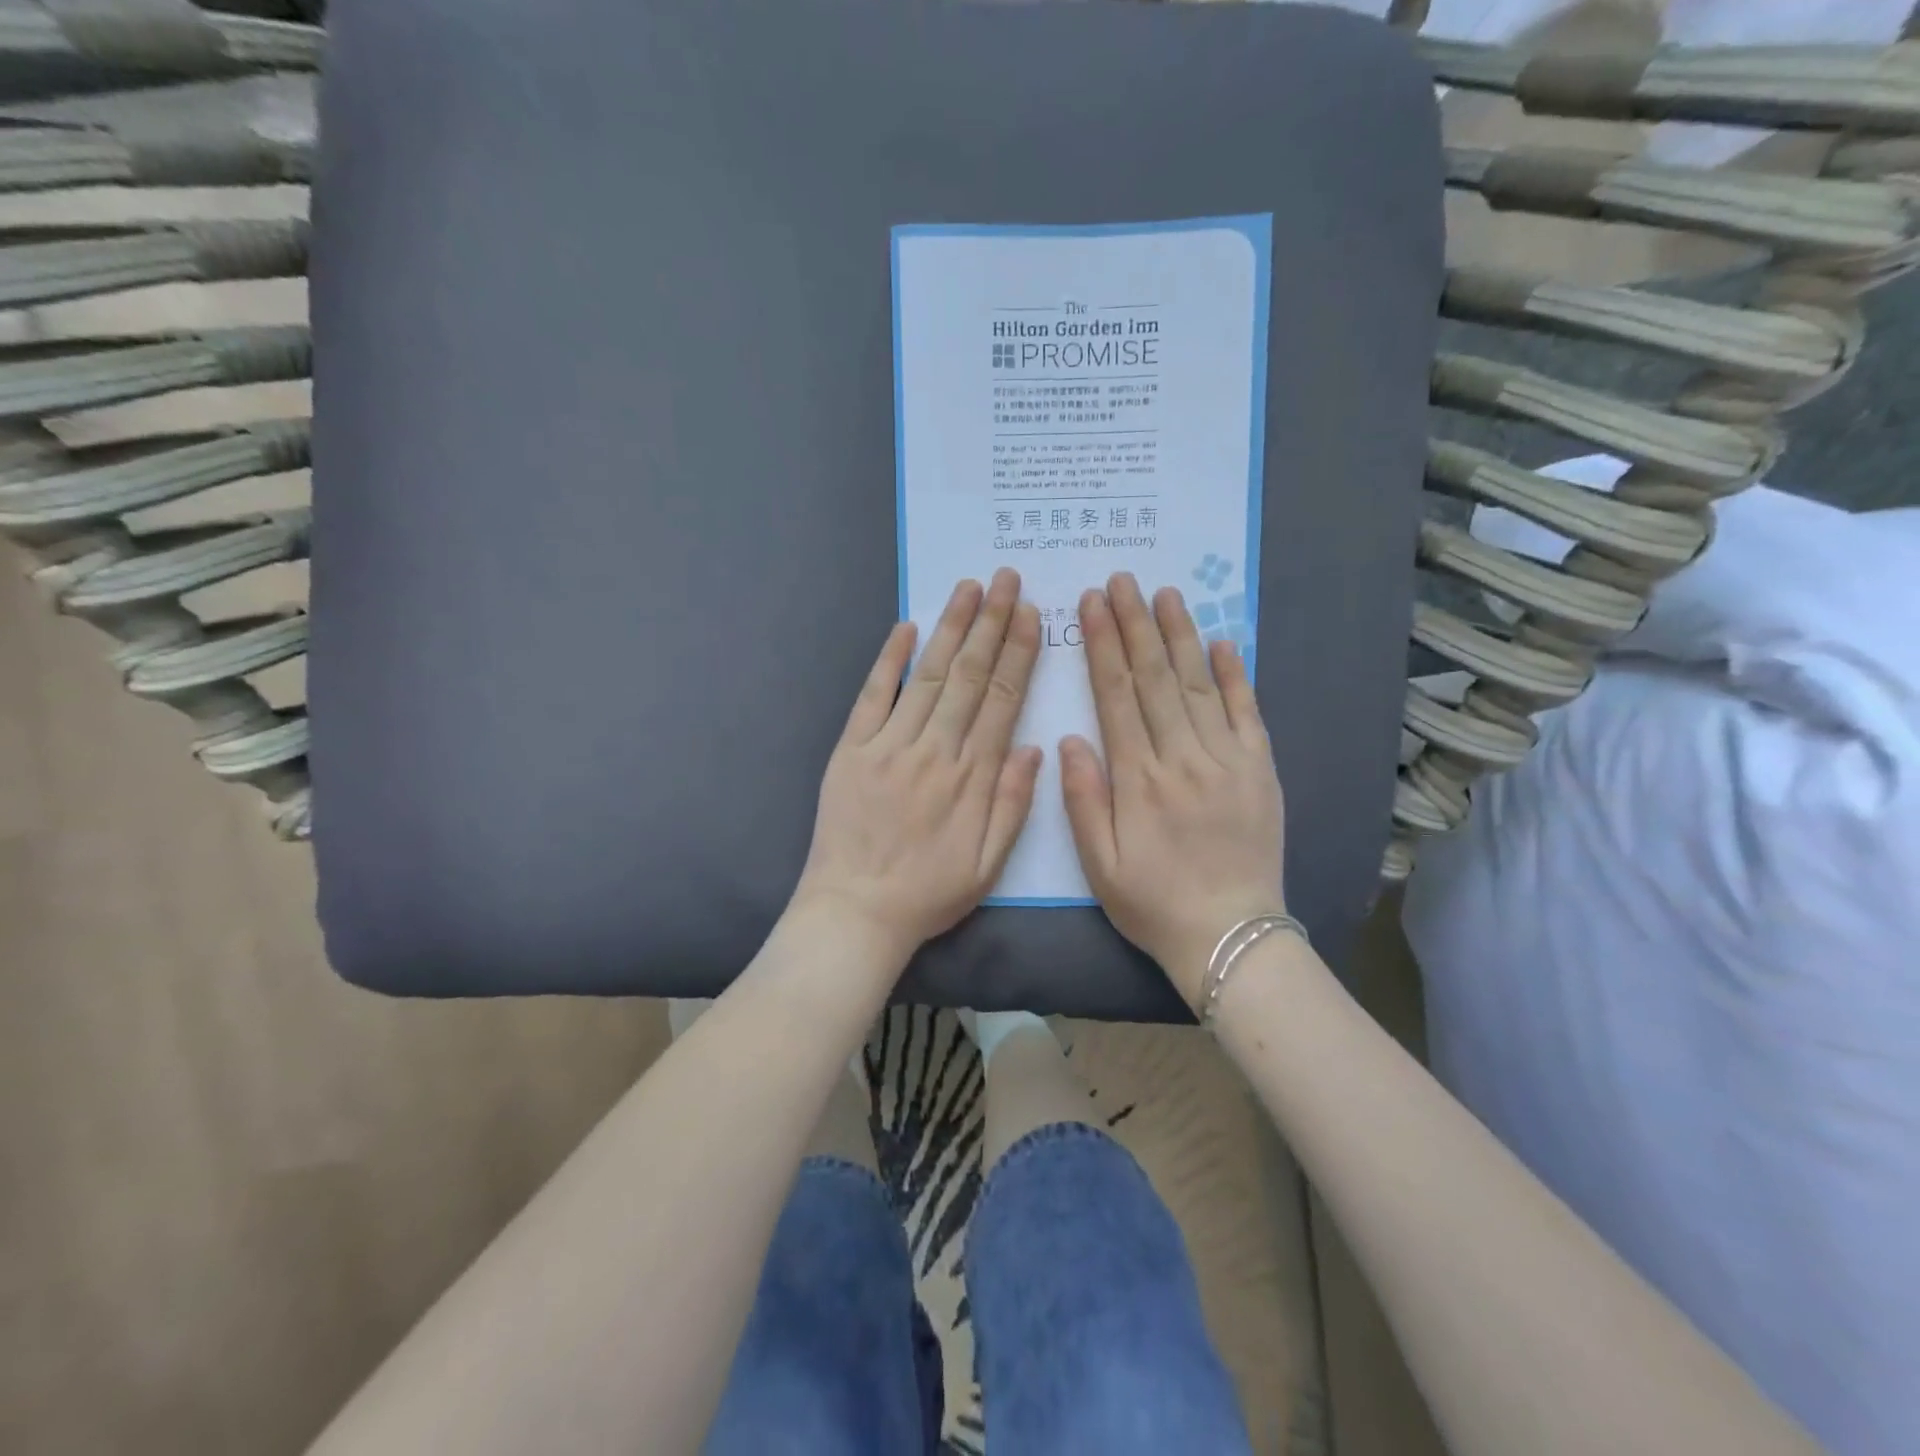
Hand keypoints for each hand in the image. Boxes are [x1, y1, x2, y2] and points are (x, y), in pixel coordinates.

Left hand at [793, 569, 1043, 962]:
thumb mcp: (988, 864)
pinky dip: (888, 659)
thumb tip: (1034, 746)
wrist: (855, 911)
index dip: (1018, 654)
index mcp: (972, 777)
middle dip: (990, 624)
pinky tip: (906, 626)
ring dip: (949, 629)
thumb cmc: (928, 893)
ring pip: (926, 675)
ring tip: (969, 588)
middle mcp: (934, 750)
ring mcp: (889, 746)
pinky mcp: (851, 750)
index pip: (1001, 700)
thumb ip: (1014, 803)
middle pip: (967, 676)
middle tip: (1007, 580)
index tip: (1030, 615)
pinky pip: (872, 696)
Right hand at [1062, 573, 1286, 1005]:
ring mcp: (1227, 760)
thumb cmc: (1153, 902)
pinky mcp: (1260, 770)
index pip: (1116, 696)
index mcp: (1138, 779)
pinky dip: (1235, 674)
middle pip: (1155, 678)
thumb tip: (1071, 738)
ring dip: (1180, 635)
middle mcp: (1183, 758)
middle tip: (1122, 580)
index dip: (1104, 646)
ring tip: (1164, 594)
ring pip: (1199, 684)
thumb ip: (1083, 798)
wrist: (1230, 936)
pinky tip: (1222, 641)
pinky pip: (1247, 712)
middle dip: (1135, 624)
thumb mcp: (1099, 863)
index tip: (1093, 605)